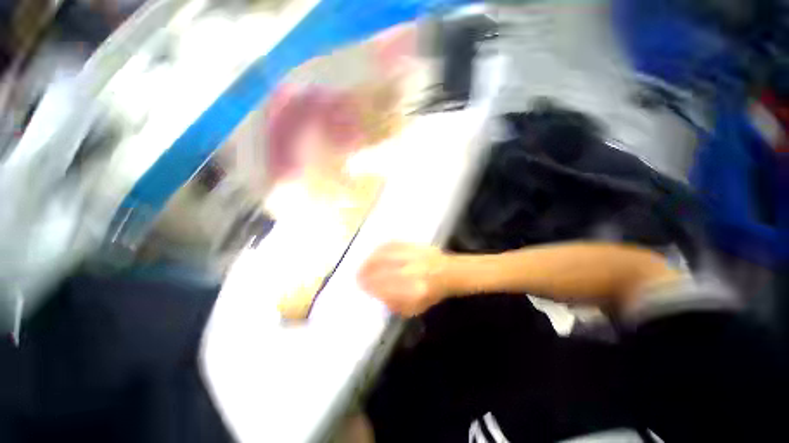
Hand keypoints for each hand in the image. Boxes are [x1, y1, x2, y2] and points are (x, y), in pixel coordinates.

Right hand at [358, 242, 450, 315]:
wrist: (449, 272)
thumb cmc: (432, 293)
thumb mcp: (415, 308)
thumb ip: (395, 305)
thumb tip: (378, 296)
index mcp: (414, 291)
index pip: (385, 288)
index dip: (370, 286)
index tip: (360, 286)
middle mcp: (412, 272)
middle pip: (383, 270)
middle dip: (366, 273)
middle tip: (357, 275)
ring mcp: (413, 256)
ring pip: (386, 255)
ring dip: (371, 260)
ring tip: (363, 264)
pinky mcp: (414, 245)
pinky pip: (393, 244)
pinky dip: (380, 249)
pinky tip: (374, 253)